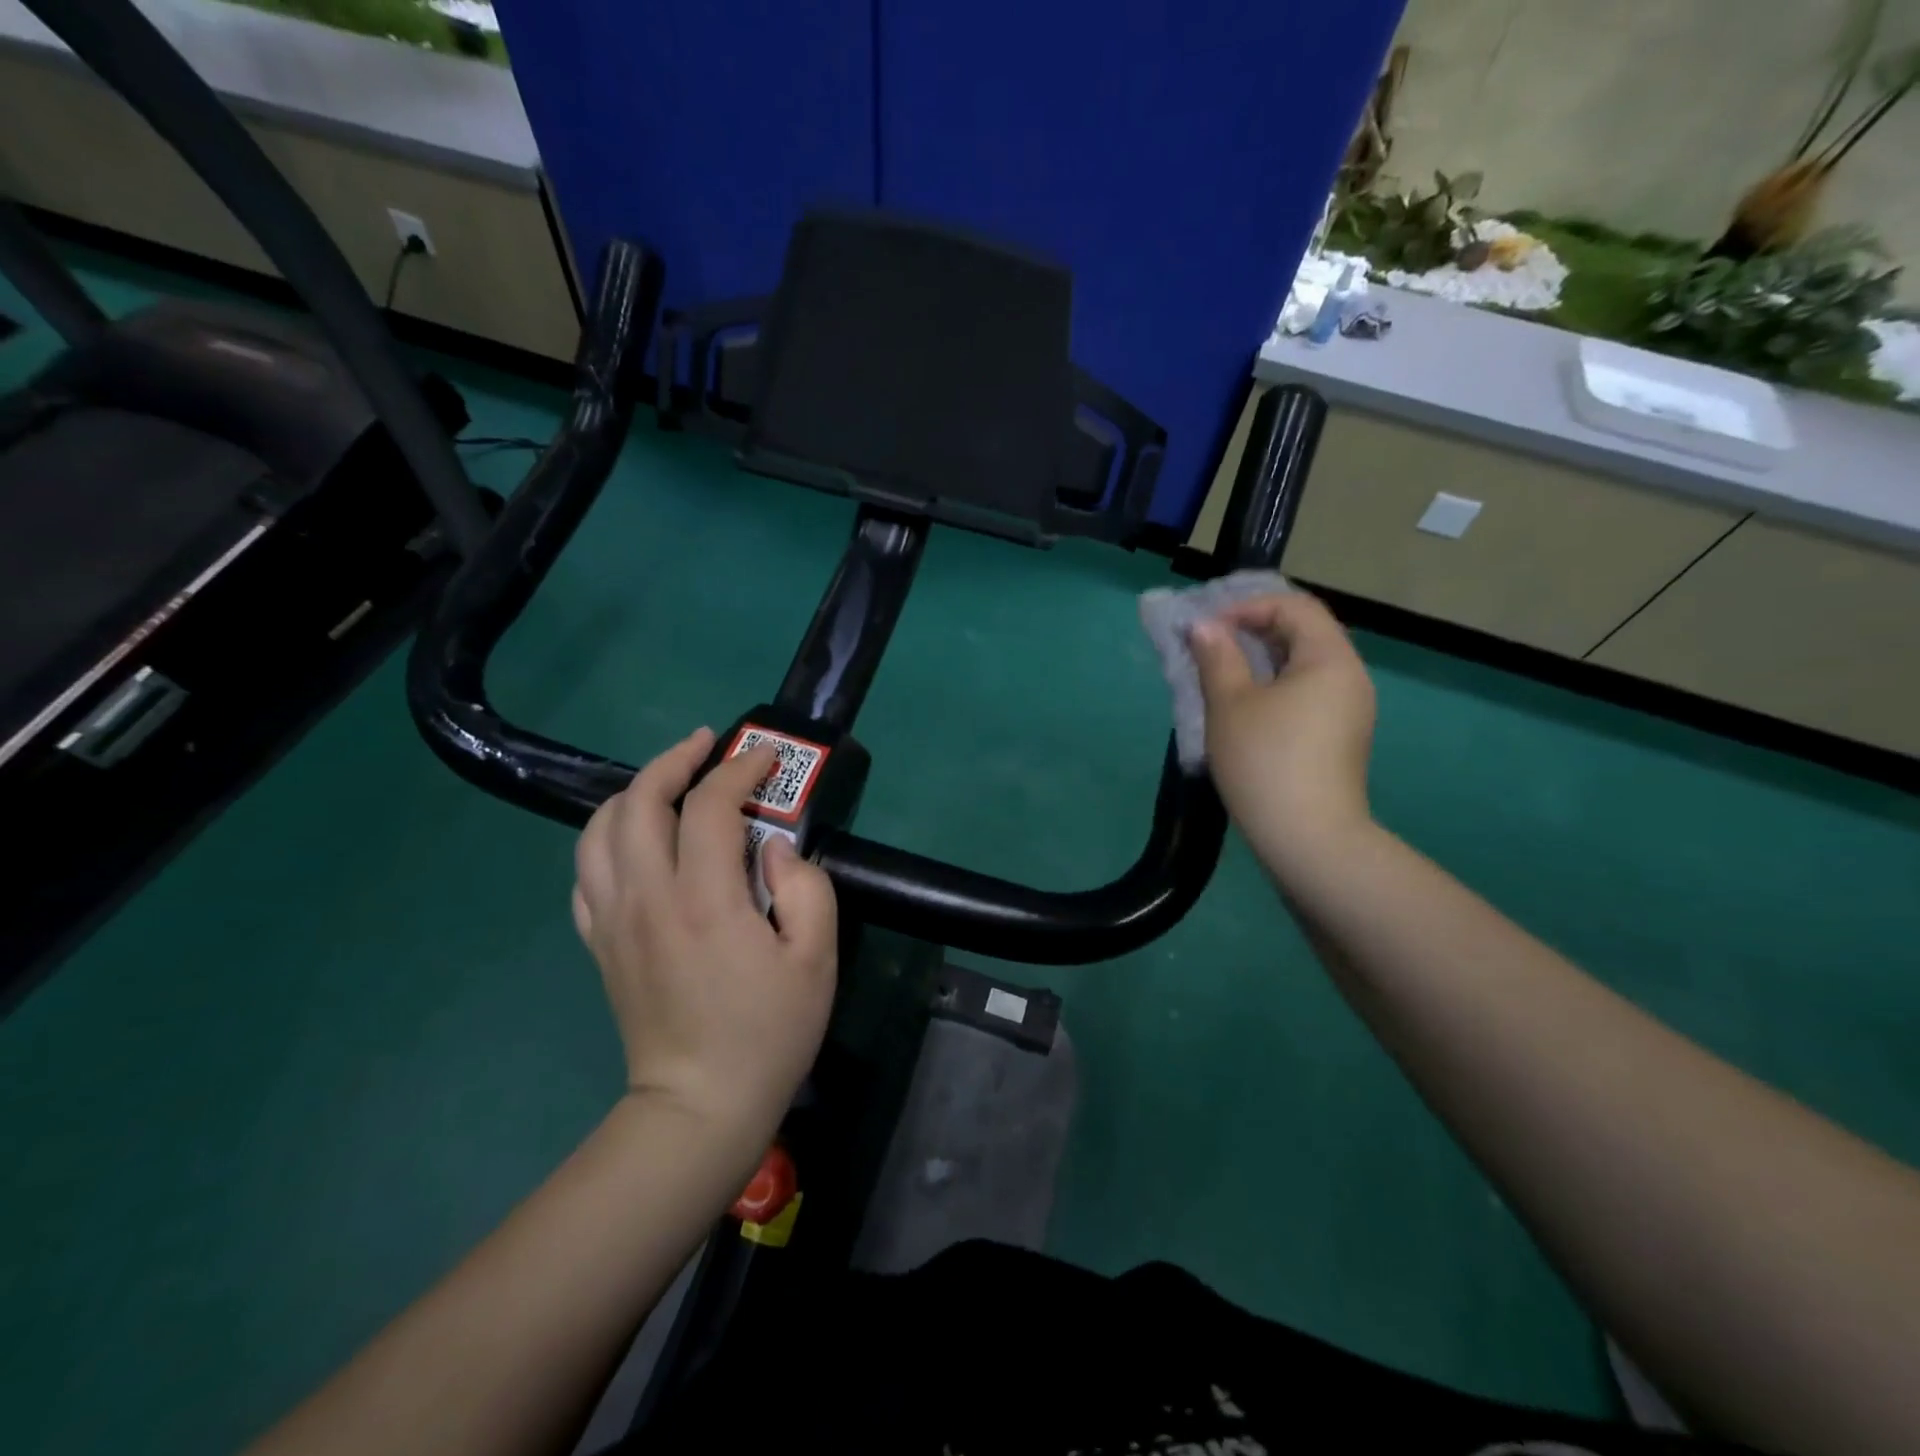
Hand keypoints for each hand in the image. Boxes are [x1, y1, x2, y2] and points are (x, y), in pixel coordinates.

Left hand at [572, 729, 837, 1142]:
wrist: (698, 1107)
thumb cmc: (768, 1033)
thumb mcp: (817, 960)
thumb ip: (806, 889)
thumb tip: (776, 848)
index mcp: (705, 901)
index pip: (711, 806)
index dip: (740, 769)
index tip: (766, 758)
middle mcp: (647, 898)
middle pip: (639, 802)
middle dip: (674, 760)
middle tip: (707, 746)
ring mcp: (613, 920)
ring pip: (599, 830)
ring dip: (633, 792)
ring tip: (668, 782)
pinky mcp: (599, 943)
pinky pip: (585, 873)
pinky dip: (607, 839)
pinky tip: (637, 840)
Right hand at [1189, 592, 1376, 869]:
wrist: (1308, 839)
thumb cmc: (1265, 761)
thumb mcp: (1229, 704)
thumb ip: (1217, 657)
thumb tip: (1203, 627)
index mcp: (1330, 659)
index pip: (1294, 606)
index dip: (1247, 607)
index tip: (1207, 630)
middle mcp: (1350, 676)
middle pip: (1304, 632)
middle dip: (1253, 630)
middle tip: (1210, 647)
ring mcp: (1350, 709)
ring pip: (1305, 664)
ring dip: (1262, 659)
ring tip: (1222, 674)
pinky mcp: (1341, 736)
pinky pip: (1309, 692)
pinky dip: (1276, 685)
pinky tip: (1246, 707)